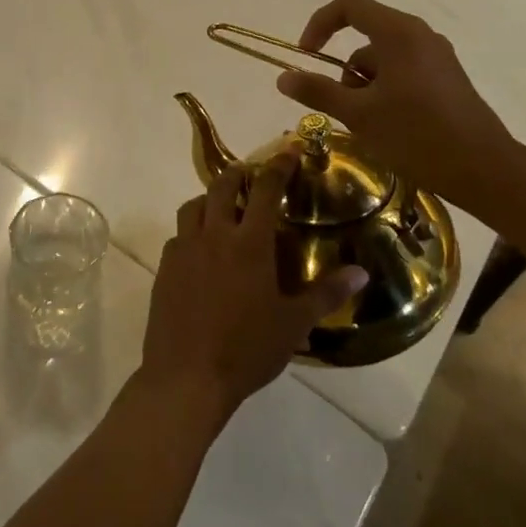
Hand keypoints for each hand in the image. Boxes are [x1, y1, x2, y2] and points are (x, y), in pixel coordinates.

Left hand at [138, 151, 367, 421]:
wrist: (187, 377)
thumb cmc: (247, 350)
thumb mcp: (293, 323)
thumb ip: (326, 293)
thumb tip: (361, 273)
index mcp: (249, 243)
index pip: (265, 190)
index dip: (278, 165)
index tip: (287, 150)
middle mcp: (214, 235)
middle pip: (222, 187)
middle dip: (238, 174)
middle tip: (251, 176)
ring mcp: (184, 250)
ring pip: (192, 206)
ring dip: (209, 199)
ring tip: (222, 210)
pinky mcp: (164, 268)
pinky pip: (177, 236)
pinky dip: (191, 231)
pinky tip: (200, 251)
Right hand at [275, 0, 525, 204]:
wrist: (484, 169)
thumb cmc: (417, 135)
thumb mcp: (359, 115)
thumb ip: (318, 91)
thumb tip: (283, 76)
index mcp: (399, 33)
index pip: (349, 6)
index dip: (319, 25)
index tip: (306, 57)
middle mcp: (420, 36)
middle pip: (365, 37)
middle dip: (345, 71)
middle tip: (344, 109)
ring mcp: (437, 57)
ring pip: (384, 60)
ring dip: (365, 87)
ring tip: (370, 127)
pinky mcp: (447, 79)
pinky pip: (403, 73)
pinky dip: (386, 93)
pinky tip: (391, 128)